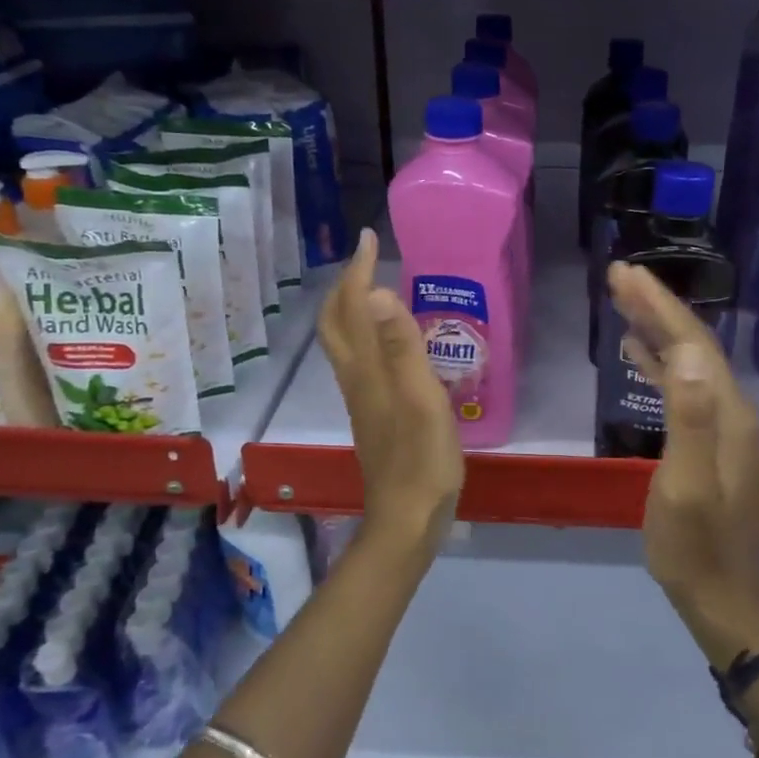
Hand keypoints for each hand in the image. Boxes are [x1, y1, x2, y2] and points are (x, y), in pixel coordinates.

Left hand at [317, 229, 464, 554]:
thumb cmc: (421, 459)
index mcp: (366, 369)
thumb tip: (378, 293)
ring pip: (346, 342)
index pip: (353, 307)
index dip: (359, 271)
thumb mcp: (419, 400)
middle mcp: (357, 378)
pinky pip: (363, 360)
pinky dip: (370, 335)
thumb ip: (401, 348)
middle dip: (347, 285)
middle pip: (337, 323)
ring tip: (378, 289)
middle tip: (369, 258)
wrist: (407, 518)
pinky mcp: (375, 414)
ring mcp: (363, 398)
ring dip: (354, 308)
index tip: (369, 239)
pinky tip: (393, 342)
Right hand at [607, 260, 758, 665]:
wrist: (721, 596)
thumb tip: (687, 354)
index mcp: (728, 414)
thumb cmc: (694, 546)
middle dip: (656, 307)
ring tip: (622, 301)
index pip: (694, 343)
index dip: (660, 306)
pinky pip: (684, 387)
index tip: (625, 274)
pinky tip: (638, 352)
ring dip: (657, 329)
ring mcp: (722, 425)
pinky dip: (660, 362)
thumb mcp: (685, 486)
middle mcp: (731, 410)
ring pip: (688, 362)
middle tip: (618, 275)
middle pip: (693, 345)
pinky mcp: (709, 440)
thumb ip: (688, 419)